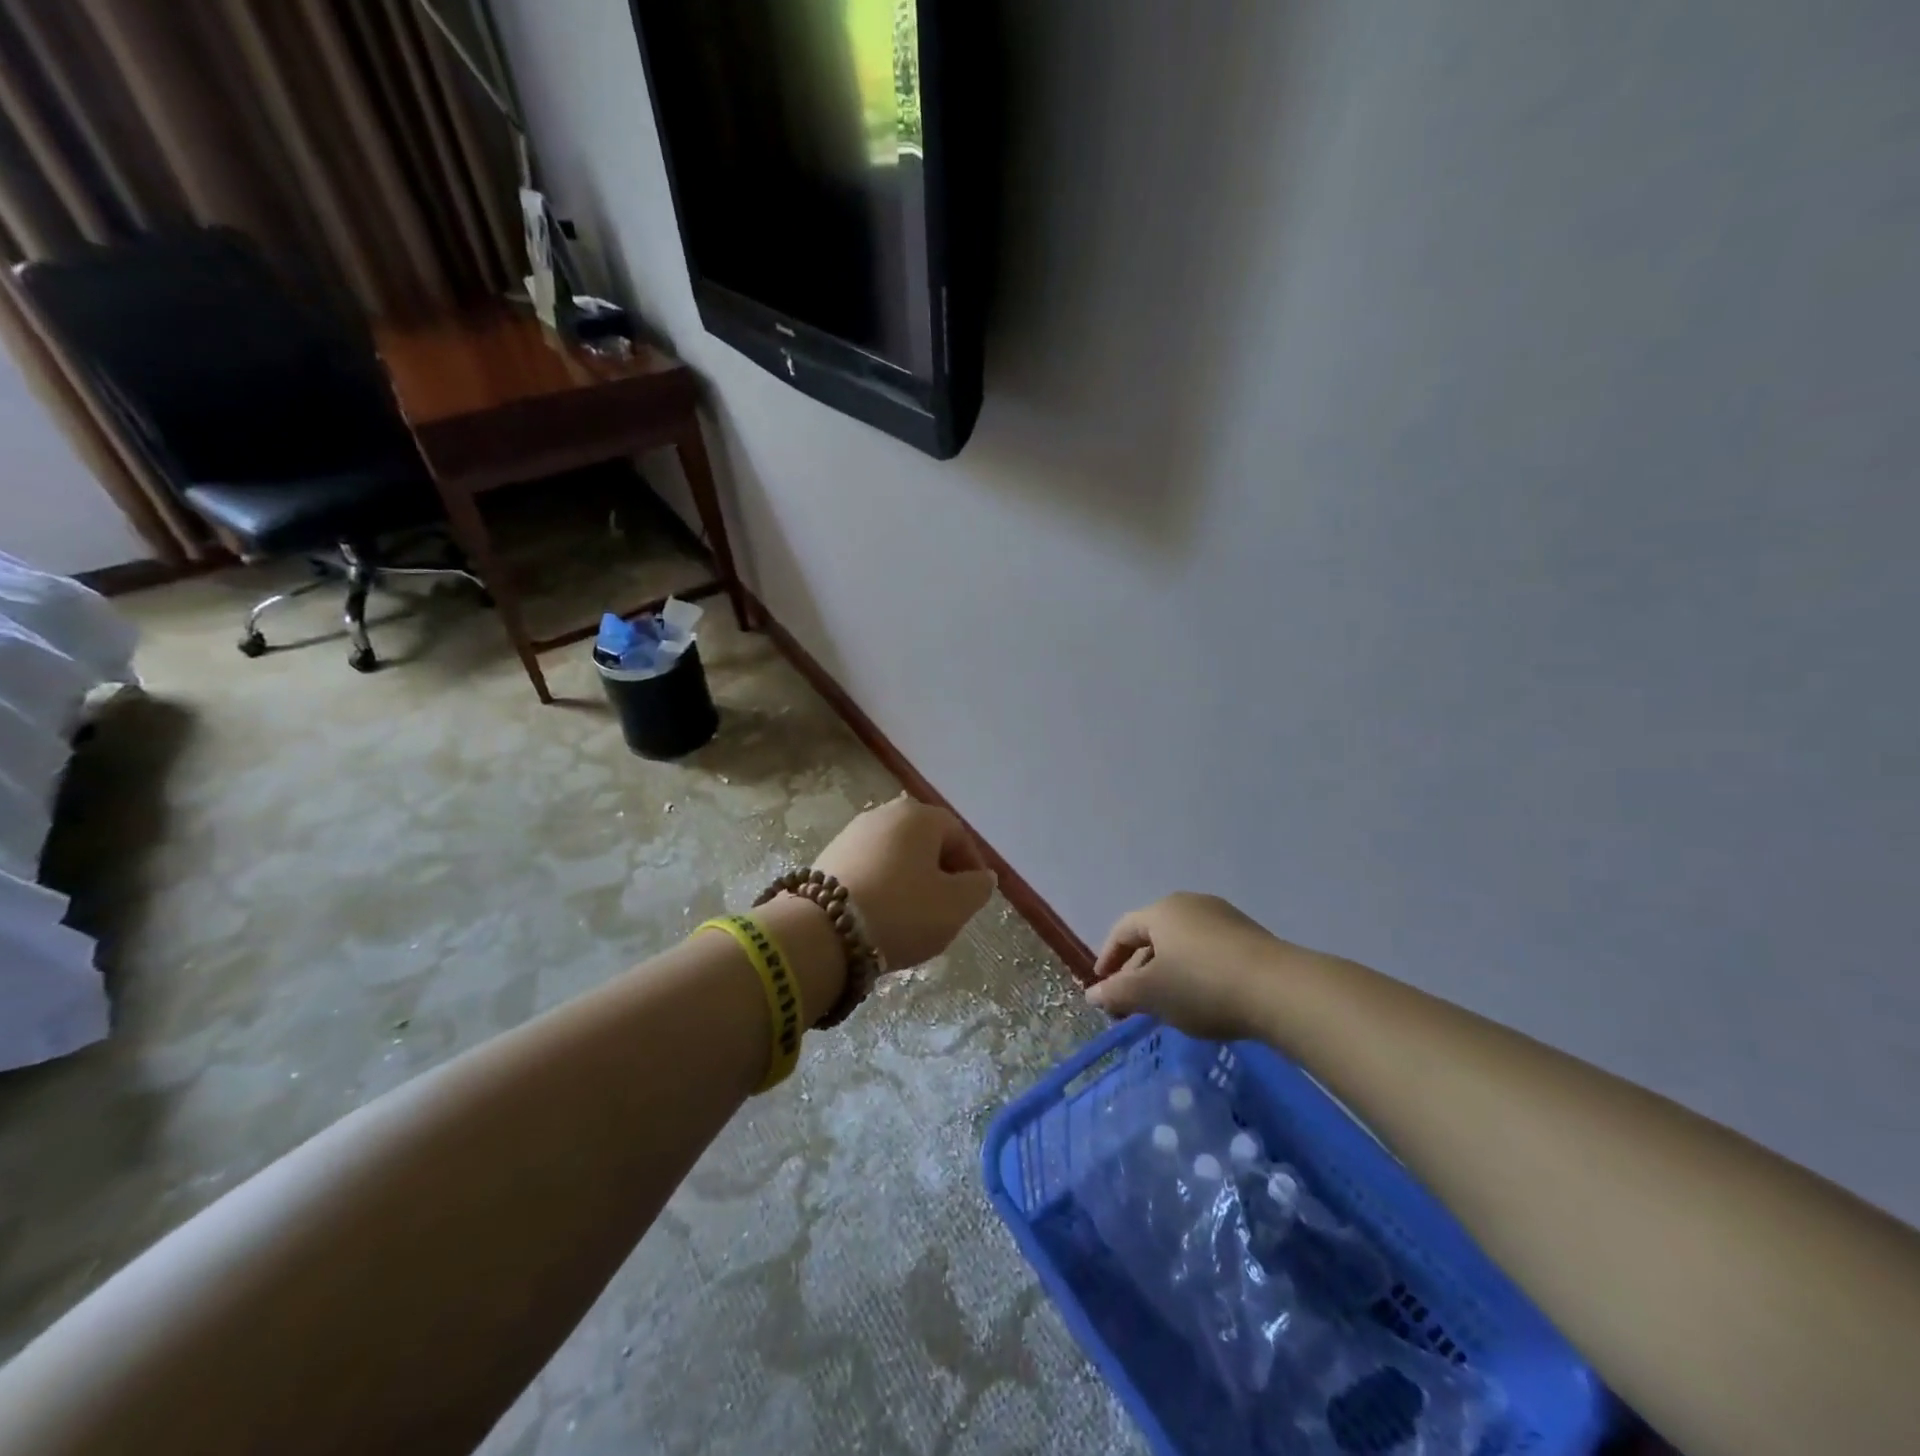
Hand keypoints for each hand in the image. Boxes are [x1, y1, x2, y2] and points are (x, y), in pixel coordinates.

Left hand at [814, 796, 996, 968]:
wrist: (823, 931)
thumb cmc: (902, 911)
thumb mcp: (955, 905)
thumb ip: (978, 888)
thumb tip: (982, 877)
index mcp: (919, 816)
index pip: (958, 835)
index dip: (972, 867)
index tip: (974, 898)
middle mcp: (884, 814)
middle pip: (925, 842)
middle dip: (940, 872)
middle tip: (945, 907)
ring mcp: (852, 833)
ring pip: (896, 855)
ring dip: (910, 880)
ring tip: (912, 916)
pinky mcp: (828, 856)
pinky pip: (870, 868)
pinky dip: (882, 886)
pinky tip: (882, 914)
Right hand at [1088, 892, 1317, 1041]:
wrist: (1280, 990)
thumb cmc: (1202, 985)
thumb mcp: (1151, 993)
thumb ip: (1117, 993)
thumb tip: (1092, 994)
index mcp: (1162, 910)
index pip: (1123, 930)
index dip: (1108, 958)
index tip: (1103, 986)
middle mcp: (1191, 905)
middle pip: (1153, 936)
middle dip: (1138, 969)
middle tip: (1133, 1002)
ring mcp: (1224, 918)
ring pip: (1182, 945)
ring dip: (1167, 972)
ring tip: (1167, 1005)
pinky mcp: (1250, 937)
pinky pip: (1209, 951)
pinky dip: (1195, 972)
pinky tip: (1202, 1000)